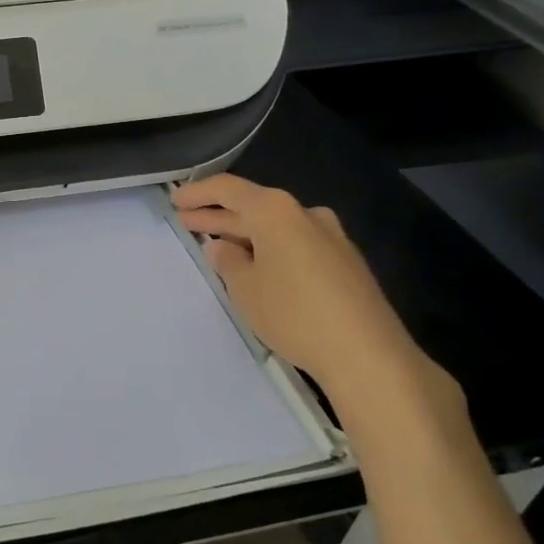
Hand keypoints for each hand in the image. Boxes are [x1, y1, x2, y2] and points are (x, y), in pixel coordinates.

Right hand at [172, 175, 464, 441]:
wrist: (368, 354)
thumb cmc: (294, 313)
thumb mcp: (245, 288)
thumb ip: (227, 261)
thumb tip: (222, 247)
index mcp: (275, 210)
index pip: (227, 189)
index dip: (198, 193)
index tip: (175, 200)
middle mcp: (305, 214)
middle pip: (253, 206)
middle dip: (217, 215)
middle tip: (187, 221)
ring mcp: (331, 237)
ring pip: (276, 227)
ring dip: (245, 233)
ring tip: (218, 245)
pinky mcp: (345, 263)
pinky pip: (296, 244)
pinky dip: (270, 248)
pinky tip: (257, 266)